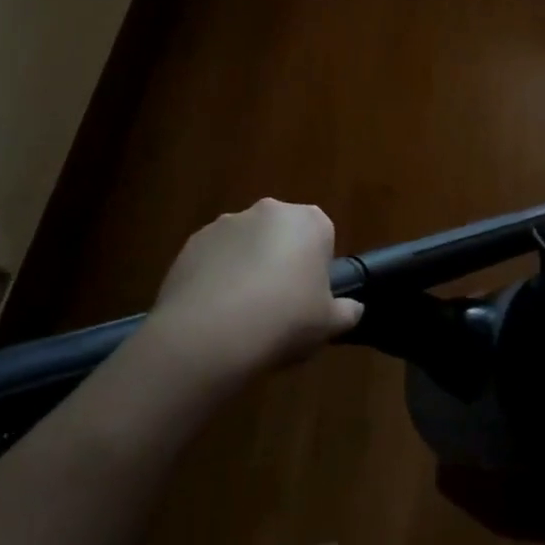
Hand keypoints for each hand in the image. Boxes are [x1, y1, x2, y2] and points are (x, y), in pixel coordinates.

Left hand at [146, 200, 362, 384]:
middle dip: (281, 260)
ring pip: (245, 244)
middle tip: (279, 304)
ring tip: (242, 313)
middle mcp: (269, 211)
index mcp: (310, 222)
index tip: (309, 296)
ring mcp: (226, 223)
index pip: (322, 236)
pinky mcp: (192, 242)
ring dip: (247, 267)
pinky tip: (215, 313)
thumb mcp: (329, 324)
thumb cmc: (285, 320)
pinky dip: (216, 277)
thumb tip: (352, 309)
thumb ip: (346, 312)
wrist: (211, 333)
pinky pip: (214, 258)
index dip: (316, 267)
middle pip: (282, 235)